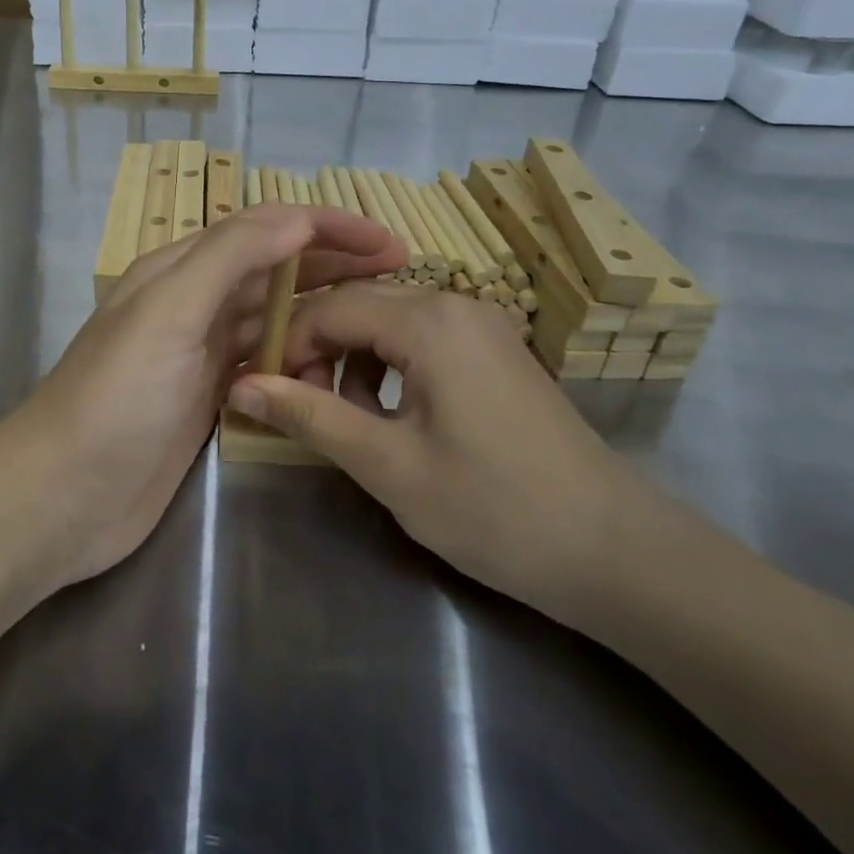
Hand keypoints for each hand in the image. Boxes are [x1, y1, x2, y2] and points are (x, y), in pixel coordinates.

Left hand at [0, 204, 404, 590]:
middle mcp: (192, 304)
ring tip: (377, 325)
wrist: (64, 496)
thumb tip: (297, 216)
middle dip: (334, 266)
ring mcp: (201, 355)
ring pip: (273, 320)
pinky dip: (298, 364)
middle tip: (400, 276)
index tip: (388, 242)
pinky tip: (330, 375)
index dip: (326, 227)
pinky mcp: (209, 400)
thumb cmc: (115, 398)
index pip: (263, 228)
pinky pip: (266, 368)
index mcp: (179, 270)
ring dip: (321, 316)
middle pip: (274, 271)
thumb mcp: (169, 313)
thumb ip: (230, 257)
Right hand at [225, 284, 646, 621]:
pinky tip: (392, 414)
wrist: (613, 550)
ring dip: (353, 359)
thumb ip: (309, 416)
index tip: (267, 394)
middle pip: (358, 306)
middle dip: (319, 351)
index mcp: (428, 321)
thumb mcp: (387, 464)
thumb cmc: (492, 508)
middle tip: (301, 408)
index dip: (288, 347)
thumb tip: (240, 385)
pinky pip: (421, 338)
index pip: (329, 308)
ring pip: (387, 320)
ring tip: (348, 419)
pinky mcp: (495, 350)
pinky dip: (390, 365)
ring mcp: (481, 324)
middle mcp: (455, 304)